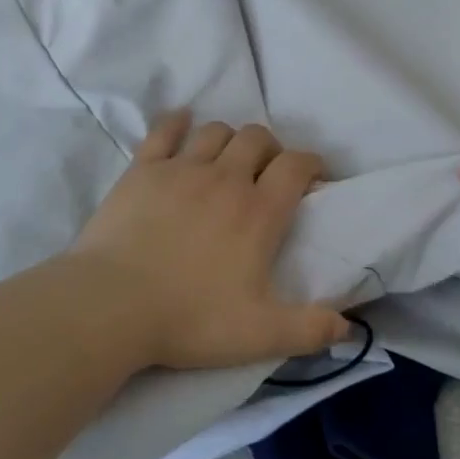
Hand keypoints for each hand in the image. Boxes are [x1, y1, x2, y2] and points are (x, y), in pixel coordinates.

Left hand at [70, 112, 349, 372]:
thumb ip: (309, 329)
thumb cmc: (190, 319)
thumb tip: (348, 326)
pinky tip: (181, 124)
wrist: (111, 307)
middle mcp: (225, 179)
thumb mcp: (259, 335)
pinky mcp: (143, 170)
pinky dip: (177, 123)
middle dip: (270, 148)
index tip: (313, 175)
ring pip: (216, 131)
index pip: (296, 165)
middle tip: (267, 172)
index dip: (311, 163)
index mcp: (259, 212)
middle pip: (257, 138)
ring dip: (229, 139)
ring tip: (227, 159)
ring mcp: (181, 169)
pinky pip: (164, 131)